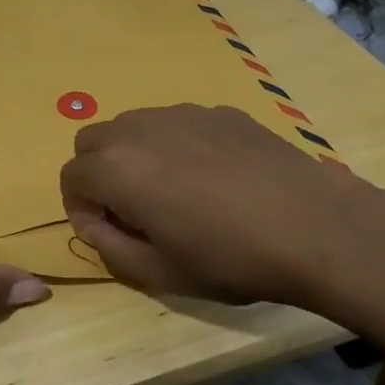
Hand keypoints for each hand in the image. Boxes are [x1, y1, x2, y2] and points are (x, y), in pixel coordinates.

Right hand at [59, 104, 384, 309]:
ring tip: (173, 191)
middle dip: (99, 173)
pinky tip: (214, 177)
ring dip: (133, 155)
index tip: (109, 233)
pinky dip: (174, 145)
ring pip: (132, 125)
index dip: (81, 208)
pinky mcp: (216, 111)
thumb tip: (93, 223)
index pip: (70, 177)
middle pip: (92, 141)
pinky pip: (175, 123)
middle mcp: (137, 129)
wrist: (314, 227)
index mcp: (115, 168)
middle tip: (132, 209)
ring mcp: (179, 113)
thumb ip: (108, 248)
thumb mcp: (159, 273)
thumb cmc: (229, 258)